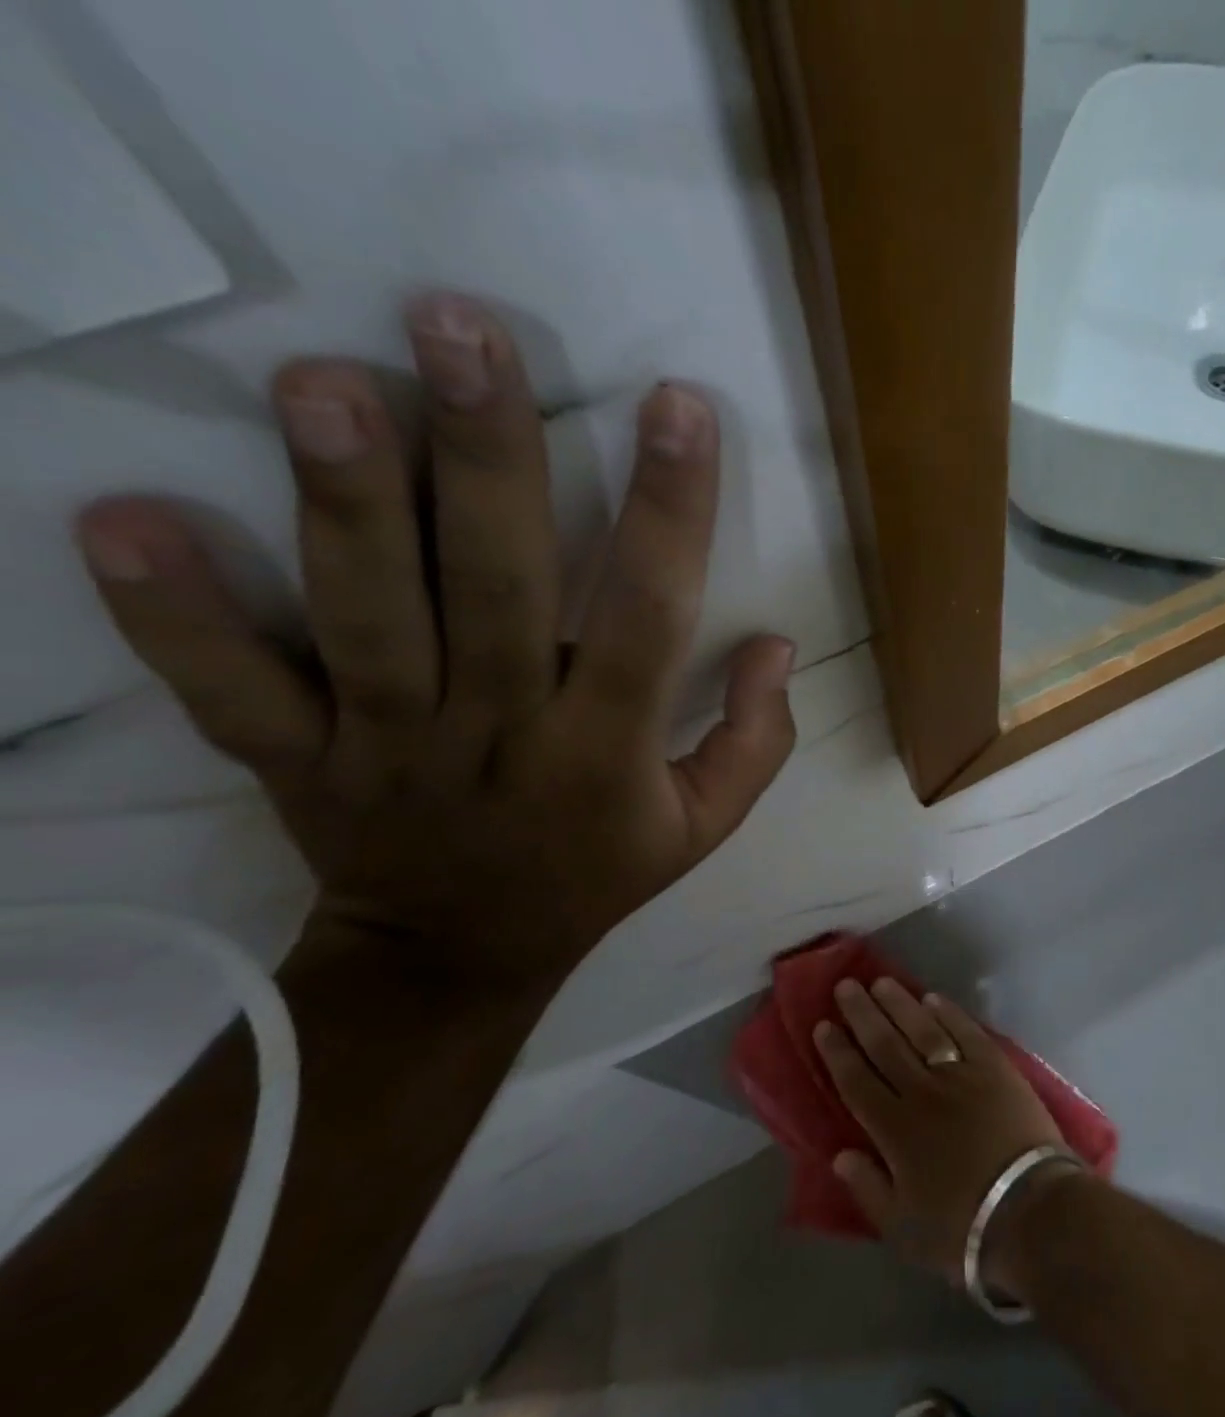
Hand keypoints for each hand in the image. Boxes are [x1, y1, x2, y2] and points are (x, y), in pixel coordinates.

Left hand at [75, 294, 796, 989]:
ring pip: (367, 619)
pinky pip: (231, 693)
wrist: (460, 956)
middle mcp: (502, 735)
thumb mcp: (706, 825)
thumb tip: (777, 644)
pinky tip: (124, 522)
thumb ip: (756, 739)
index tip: (677, 410)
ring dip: (342, 502)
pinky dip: (175, 619)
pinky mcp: (299, 761)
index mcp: (608, 751)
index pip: (649, 618)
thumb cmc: (598, 872)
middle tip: (459, 329)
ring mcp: (389, 747)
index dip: (670, 513)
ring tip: (325, 380)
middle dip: (486, 458)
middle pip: (494, 589)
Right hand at [813, 979, 1072, 1289]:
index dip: (838, 1052)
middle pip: (885, 1044)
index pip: (857, 1081)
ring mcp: (961, 1074)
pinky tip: (932, 998)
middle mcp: (922, 1091)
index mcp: (895, 1129)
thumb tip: (839, 1153)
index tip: (823, 1025)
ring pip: (922, 1029)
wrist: (1031, 1212)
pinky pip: (965, 1031)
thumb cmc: (962, 1229)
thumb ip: (868, 1187)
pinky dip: (947, 1012)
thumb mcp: (902, 1229)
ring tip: (881, 982)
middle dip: (862, 1013)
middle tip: (845, 986)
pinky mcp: (995, 1067)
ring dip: (899, 1004)